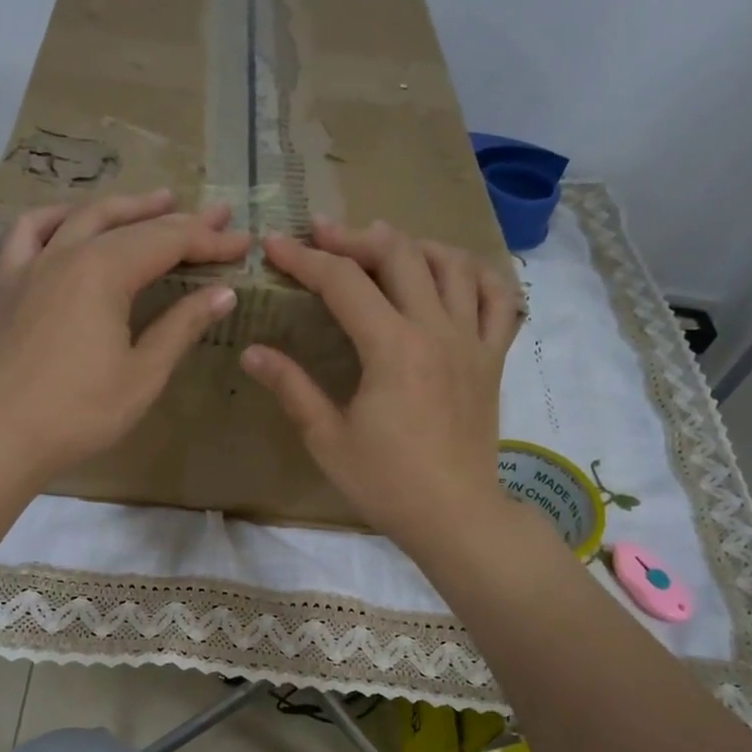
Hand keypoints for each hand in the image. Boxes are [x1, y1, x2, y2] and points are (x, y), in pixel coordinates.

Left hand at [0, 189, 249, 486]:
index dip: (209, 240)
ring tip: (156, 202)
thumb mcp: (143, 374)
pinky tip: (70, 221)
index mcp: (104, 272)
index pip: (168, 242)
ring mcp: (31, 265)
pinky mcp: (7, 285)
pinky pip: (28, 233)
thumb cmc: (79, 412)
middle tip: (217, 214)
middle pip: (130, 224)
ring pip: (83, 217)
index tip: (243, 242)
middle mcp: (67, 254)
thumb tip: (223, 293)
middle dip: (178, 218)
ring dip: (124, 207)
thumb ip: (181, 327)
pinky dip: (55, 218)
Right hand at [240, 217, 520, 551]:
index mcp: (393, 348)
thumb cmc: (386, 483)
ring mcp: (472, 341)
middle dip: (355, 237)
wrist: (454, 516)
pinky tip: (453, 274)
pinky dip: (476, 274)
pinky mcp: (493, 358)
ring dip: (414, 244)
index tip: (276, 245)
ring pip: (453, 264)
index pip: (344, 283)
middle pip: (400, 254)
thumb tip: (252, 352)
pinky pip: (499, 298)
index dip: (305, 259)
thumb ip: (291, 387)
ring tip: (384, 246)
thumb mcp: (327, 439)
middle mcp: (437, 330)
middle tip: (324, 235)